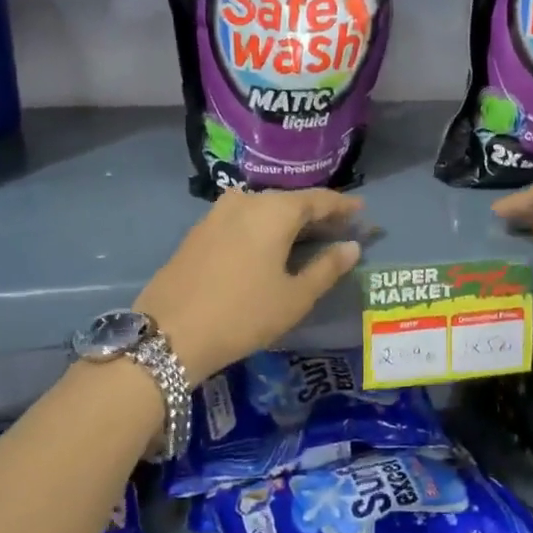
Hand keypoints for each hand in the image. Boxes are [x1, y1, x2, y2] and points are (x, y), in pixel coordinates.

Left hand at [136, 188, 363, 379]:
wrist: (170, 333)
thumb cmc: (243, 314)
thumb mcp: (294, 297)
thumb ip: (327, 268)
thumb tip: (351, 247)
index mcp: (274, 211)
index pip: (318, 199)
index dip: (343, 205)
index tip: (362, 211)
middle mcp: (245, 201)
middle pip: (290, 201)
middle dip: (316, 213)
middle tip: (339, 227)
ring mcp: (217, 214)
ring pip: (264, 209)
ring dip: (288, 221)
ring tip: (308, 237)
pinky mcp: (199, 231)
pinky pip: (243, 220)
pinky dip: (263, 228)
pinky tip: (270, 246)